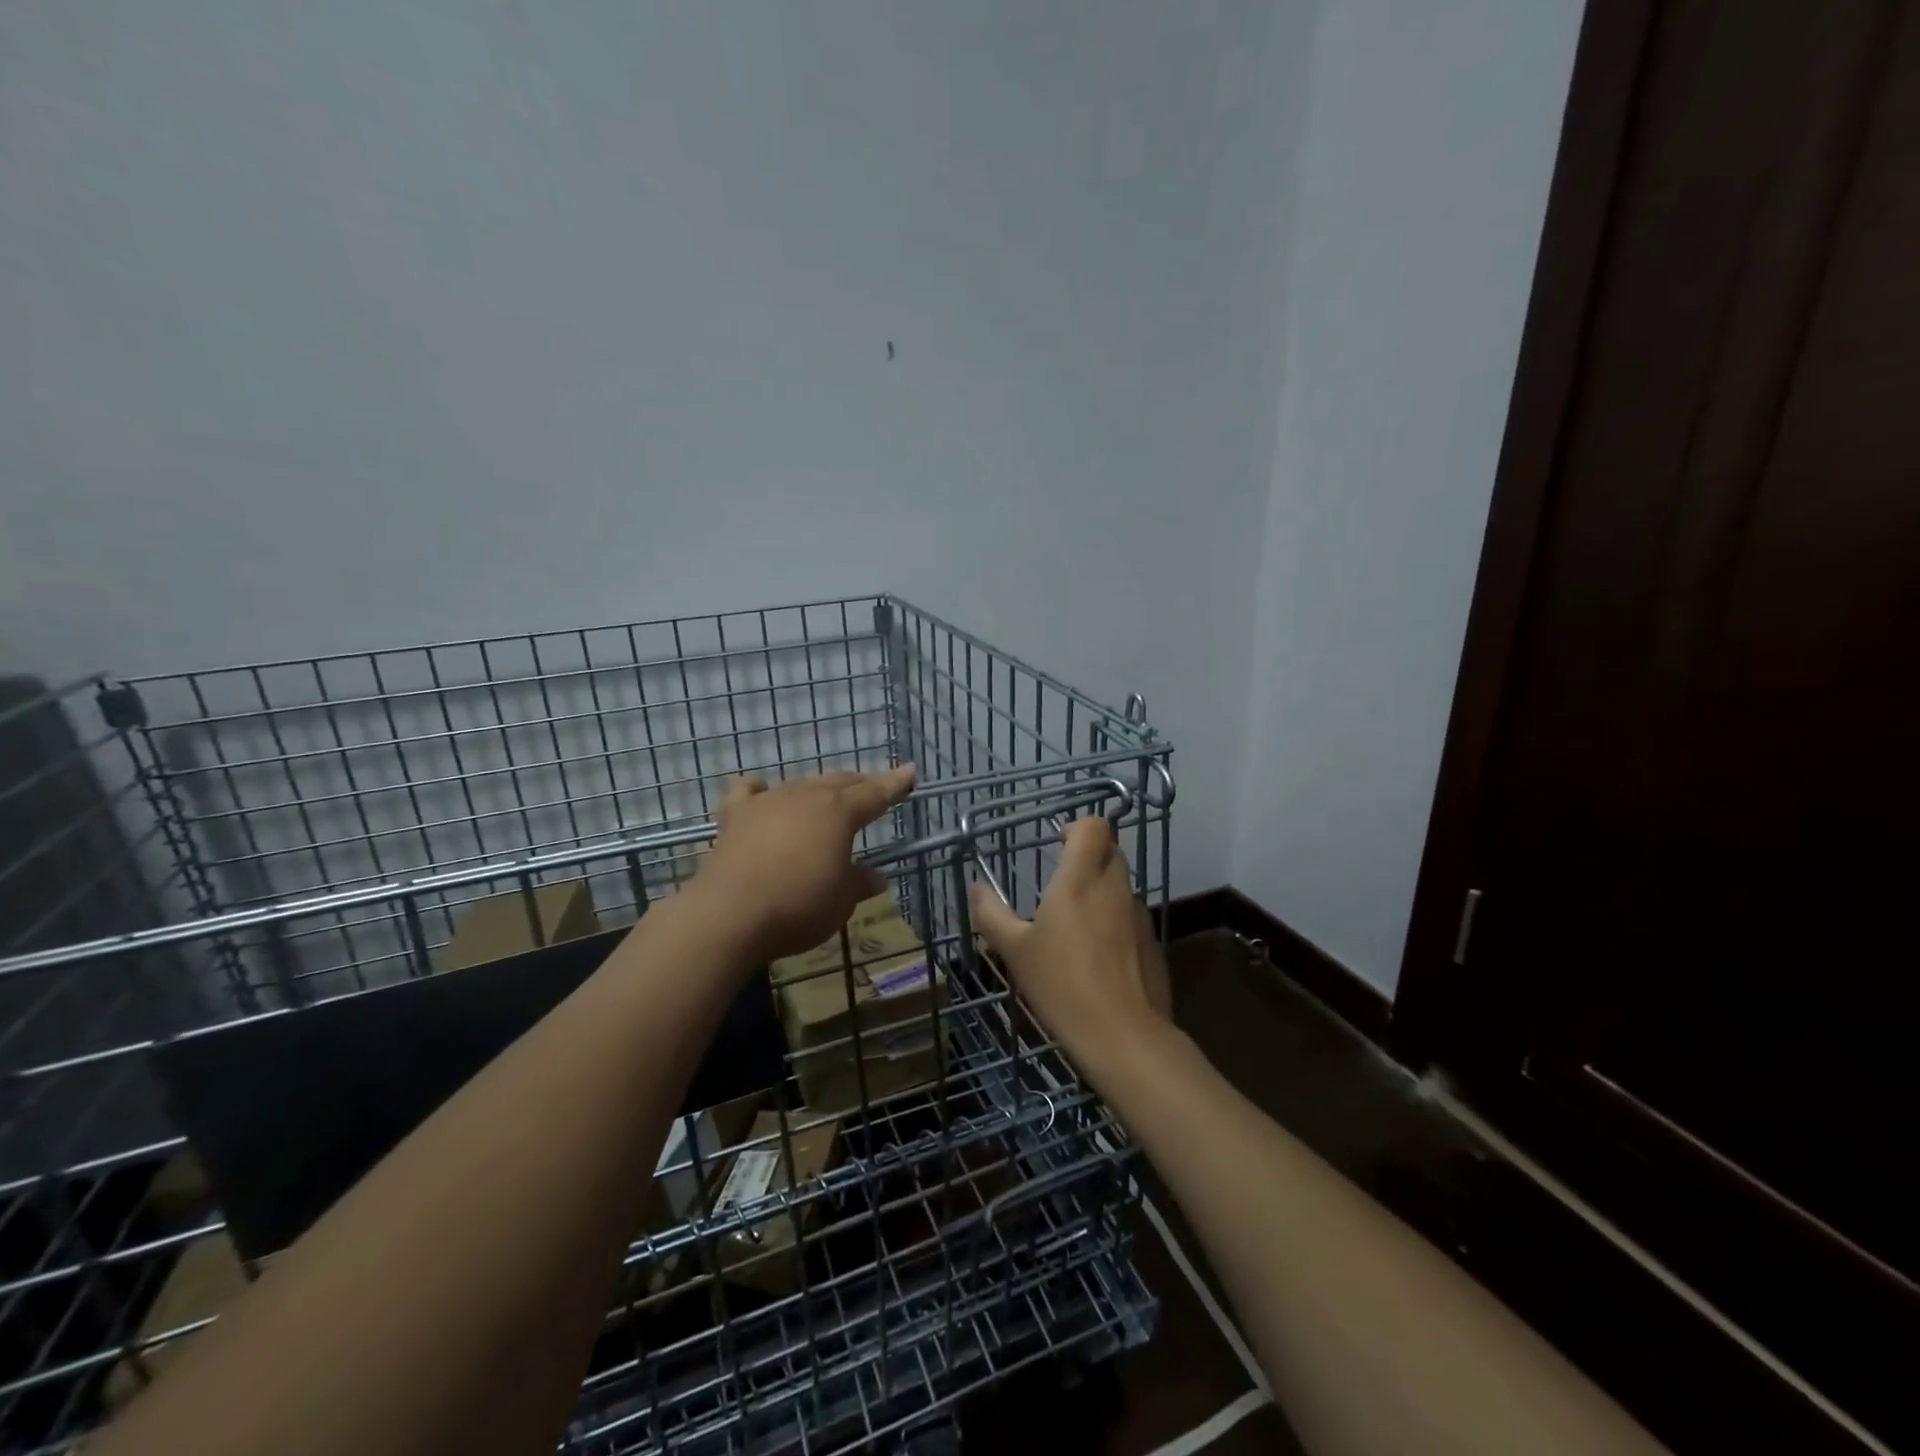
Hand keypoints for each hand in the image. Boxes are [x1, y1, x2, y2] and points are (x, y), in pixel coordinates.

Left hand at [690, 765, 916, 962]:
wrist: (730, 914)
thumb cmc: (798, 906)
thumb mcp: (841, 901)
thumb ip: (858, 882)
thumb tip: (874, 877)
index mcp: (839, 812)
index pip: (876, 792)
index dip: (895, 783)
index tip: (910, 771)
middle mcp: (806, 796)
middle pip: (840, 782)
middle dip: (861, 782)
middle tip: (874, 785)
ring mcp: (768, 802)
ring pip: (802, 784)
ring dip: (819, 789)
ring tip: (827, 796)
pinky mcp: (735, 816)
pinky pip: (749, 792)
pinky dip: (761, 790)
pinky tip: (763, 794)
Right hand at [968, 817, 1170, 1068]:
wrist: (1123, 1034)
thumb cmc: (1061, 984)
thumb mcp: (1015, 950)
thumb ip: (991, 914)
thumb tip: (975, 887)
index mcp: (1080, 880)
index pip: (1093, 827)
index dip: (1076, 828)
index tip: (1058, 846)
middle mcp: (1114, 888)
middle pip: (1110, 851)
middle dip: (1088, 857)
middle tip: (1063, 884)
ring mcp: (1138, 915)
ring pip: (1121, 885)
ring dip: (1102, 891)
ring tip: (1076, 926)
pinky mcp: (1152, 942)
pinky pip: (1131, 917)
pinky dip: (1116, 922)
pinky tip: (1099, 957)